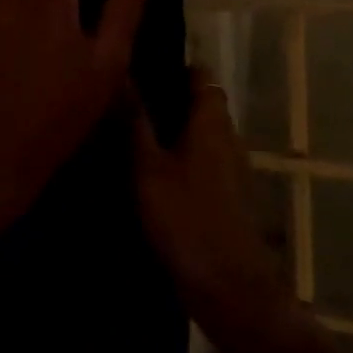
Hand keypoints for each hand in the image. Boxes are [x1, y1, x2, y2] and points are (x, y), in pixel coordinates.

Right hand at [132, 69, 289, 325]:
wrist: (227, 285)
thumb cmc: (186, 218)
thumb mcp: (148, 168)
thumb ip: (135, 122)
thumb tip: (122, 75)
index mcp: (212, 122)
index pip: (201, 76)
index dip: (175, 67)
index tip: (142, 67)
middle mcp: (227, 137)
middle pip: (200, 106)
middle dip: (168, 101)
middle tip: (124, 103)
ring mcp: (231, 169)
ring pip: (200, 136)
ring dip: (172, 133)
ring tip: (128, 135)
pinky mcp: (227, 198)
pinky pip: (201, 164)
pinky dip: (180, 161)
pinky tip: (149, 175)